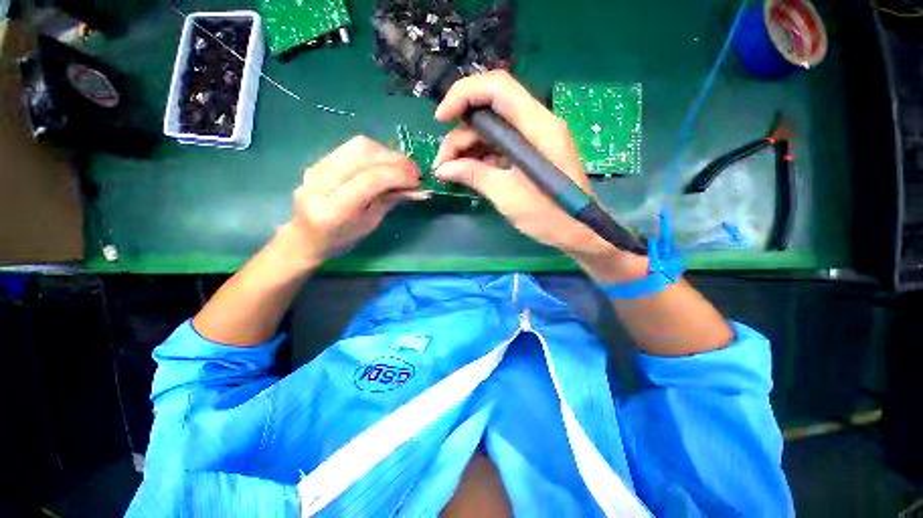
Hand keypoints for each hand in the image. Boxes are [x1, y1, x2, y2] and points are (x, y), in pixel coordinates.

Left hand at [286, 136, 422, 265]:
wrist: (306, 237)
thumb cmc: (341, 239)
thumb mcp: (370, 224)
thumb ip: (390, 201)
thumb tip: (415, 187)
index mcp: (334, 209)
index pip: (370, 179)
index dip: (398, 175)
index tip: (417, 180)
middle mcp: (320, 183)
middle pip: (363, 154)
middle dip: (395, 159)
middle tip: (414, 171)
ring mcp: (316, 167)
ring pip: (358, 146)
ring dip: (387, 153)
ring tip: (403, 167)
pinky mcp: (319, 161)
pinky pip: (352, 149)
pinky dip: (375, 153)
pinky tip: (386, 164)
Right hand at [432, 70, 645, 281]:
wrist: (577, 231)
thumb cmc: (548, 215)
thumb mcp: (507, 195)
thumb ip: (474, 176)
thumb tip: (442, 169)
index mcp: (538, 127)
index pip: (498, 88)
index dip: (464, 94)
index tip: (441, 119)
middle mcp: (536, 125)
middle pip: (490, 110)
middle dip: (460, 133)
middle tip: (442, 163)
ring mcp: (532, 140)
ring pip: (491, 131)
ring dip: (466, 149)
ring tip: (448, 173)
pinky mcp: (528, 155)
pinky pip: (498, 147)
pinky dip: (479, 158)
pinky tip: (465, 173)